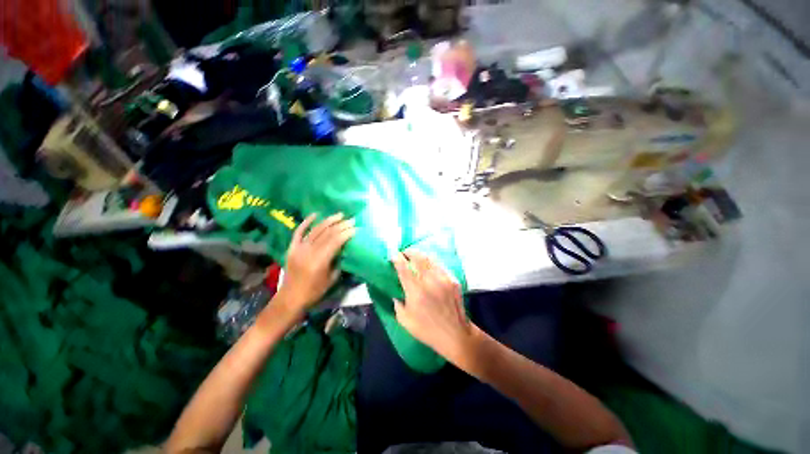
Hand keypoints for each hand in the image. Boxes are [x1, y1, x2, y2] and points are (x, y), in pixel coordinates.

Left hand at [277, 213, 355, 314]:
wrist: (291, 298)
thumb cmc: (314, 292)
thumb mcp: (331, 279)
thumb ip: (338, 262)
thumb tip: (344, 250)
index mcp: (320, 261)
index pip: (335, 241)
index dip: (346, 233)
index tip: (355, 228)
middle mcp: (309, 251)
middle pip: (327, 234)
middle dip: (341, 225)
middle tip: (351, 220)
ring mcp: (299, 248)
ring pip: (316, 230)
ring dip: (329, 221)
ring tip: (339, 215)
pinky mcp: (292, 248)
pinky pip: (299, 232)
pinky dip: (307, 222)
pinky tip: (315, 214)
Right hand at [391, 250, 472, 360]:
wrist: (455, 334)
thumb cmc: (427, 330)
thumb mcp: (405, 321)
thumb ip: (397, 304)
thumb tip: (396, 292)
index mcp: (415, 291)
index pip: (403, 267)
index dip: (397, 258)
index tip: (393, 255)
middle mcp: (429, 281)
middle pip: (418, 257)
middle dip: (409, 251)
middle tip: (405, 253)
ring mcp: (443, 278)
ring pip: (430, 258)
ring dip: (421, 255)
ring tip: (416, 257)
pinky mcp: (453, 280)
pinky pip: (440, 265)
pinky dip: (432, 262)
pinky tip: (429, 266)